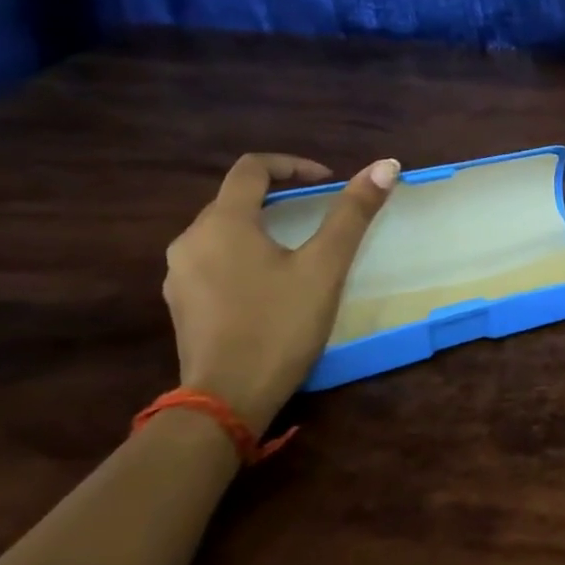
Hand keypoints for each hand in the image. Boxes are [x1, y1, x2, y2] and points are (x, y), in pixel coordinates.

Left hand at [163, 153, 397, 433]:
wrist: (226, 400)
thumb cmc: (279, 325)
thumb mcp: (325, 267)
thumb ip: (353, 213)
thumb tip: (386, 165)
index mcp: (223, 223)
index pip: (252, 168)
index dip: (292, 164)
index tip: (326, 182)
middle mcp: (190, 240)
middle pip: (235, 199)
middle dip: (279, 198)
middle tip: (319, 216)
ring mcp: (179, 275)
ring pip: (223, 232)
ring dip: (261, 228)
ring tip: (298, 251)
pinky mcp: (181, 304)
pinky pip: (213, 261)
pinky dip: (244, 256)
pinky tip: (270, 286)